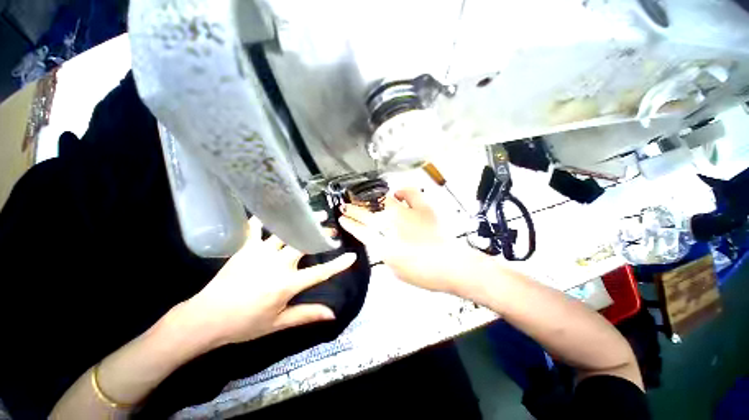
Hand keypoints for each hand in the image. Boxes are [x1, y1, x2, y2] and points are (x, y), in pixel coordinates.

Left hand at [181, 217, 355, 348]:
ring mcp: (261, 253)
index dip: (339, 265)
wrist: (206, 319)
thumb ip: (307, 315)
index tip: (352, 256)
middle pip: (304, 244)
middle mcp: (278, 265)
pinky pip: (255, 228)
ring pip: (285, 232)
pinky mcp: (246, 248)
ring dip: (301, 223)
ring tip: (312, 214)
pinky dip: (263, 218)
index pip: (320, 273)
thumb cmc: (245, 324)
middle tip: (330, 227)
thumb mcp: (279, 323)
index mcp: (288, 284)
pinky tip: (270, 209)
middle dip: (320, 234)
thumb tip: (332, 314)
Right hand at [339, 188, 476, 293]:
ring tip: (369, 199)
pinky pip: (409, 193)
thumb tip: (383, 242)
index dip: (349, 224)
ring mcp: (407, 214)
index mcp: (384, 244)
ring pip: (383, 201)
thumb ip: (385, 253)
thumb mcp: (396, 268)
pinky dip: (402, 192)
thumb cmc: (423, 273)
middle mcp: (392, 226)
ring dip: (372, 201)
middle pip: (367, 214)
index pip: (360, 230)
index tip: (343, 219)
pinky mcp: (423, 208)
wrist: (451, 266)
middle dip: (353, 210)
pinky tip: (399, 193)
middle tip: (347, 206)